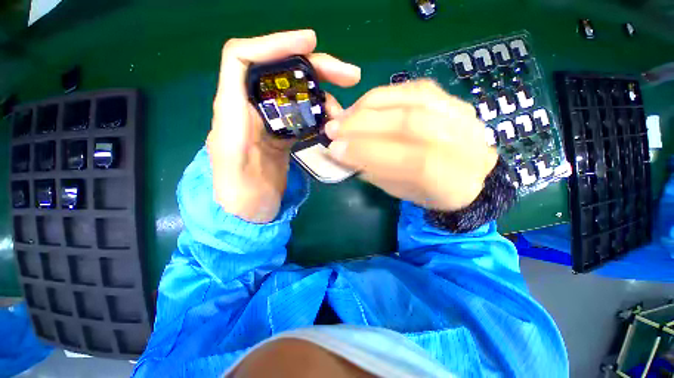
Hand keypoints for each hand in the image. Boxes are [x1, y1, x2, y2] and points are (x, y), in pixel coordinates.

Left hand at [208, 30, 360, 222]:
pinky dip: (320, 114)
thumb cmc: (238, 194)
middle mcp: (252, 109)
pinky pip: (303, 116)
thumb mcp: (231, 162)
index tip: (310, 42)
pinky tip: (332, 122)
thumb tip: (255, 107)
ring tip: (342, 112)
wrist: (249, 212)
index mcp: (233, 109)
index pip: (244, 57)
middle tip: (349, 75)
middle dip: (315, 67)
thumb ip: (235, 131)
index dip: (275, 43)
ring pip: (298, 95)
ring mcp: (271, 123)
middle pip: (281, 73)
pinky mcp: (284, 137)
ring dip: (323, 95)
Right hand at [325, 80, 497, 211]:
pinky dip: (382, 96)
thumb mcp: (401, 191)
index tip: (335, 150)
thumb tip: (344, 152)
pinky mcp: (450, 98)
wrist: (467, 172)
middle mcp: (464, 142)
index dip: (370, 153)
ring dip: (368, 107)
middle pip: (410, 124)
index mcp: (454, 180)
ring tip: (343, 117)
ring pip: (411, 100)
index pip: (412, 161)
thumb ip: (375, 171)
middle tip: (333, 129)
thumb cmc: (429, 189)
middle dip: (363, 125)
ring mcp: (460, 114)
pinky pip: (412, 88)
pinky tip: (361, 106)